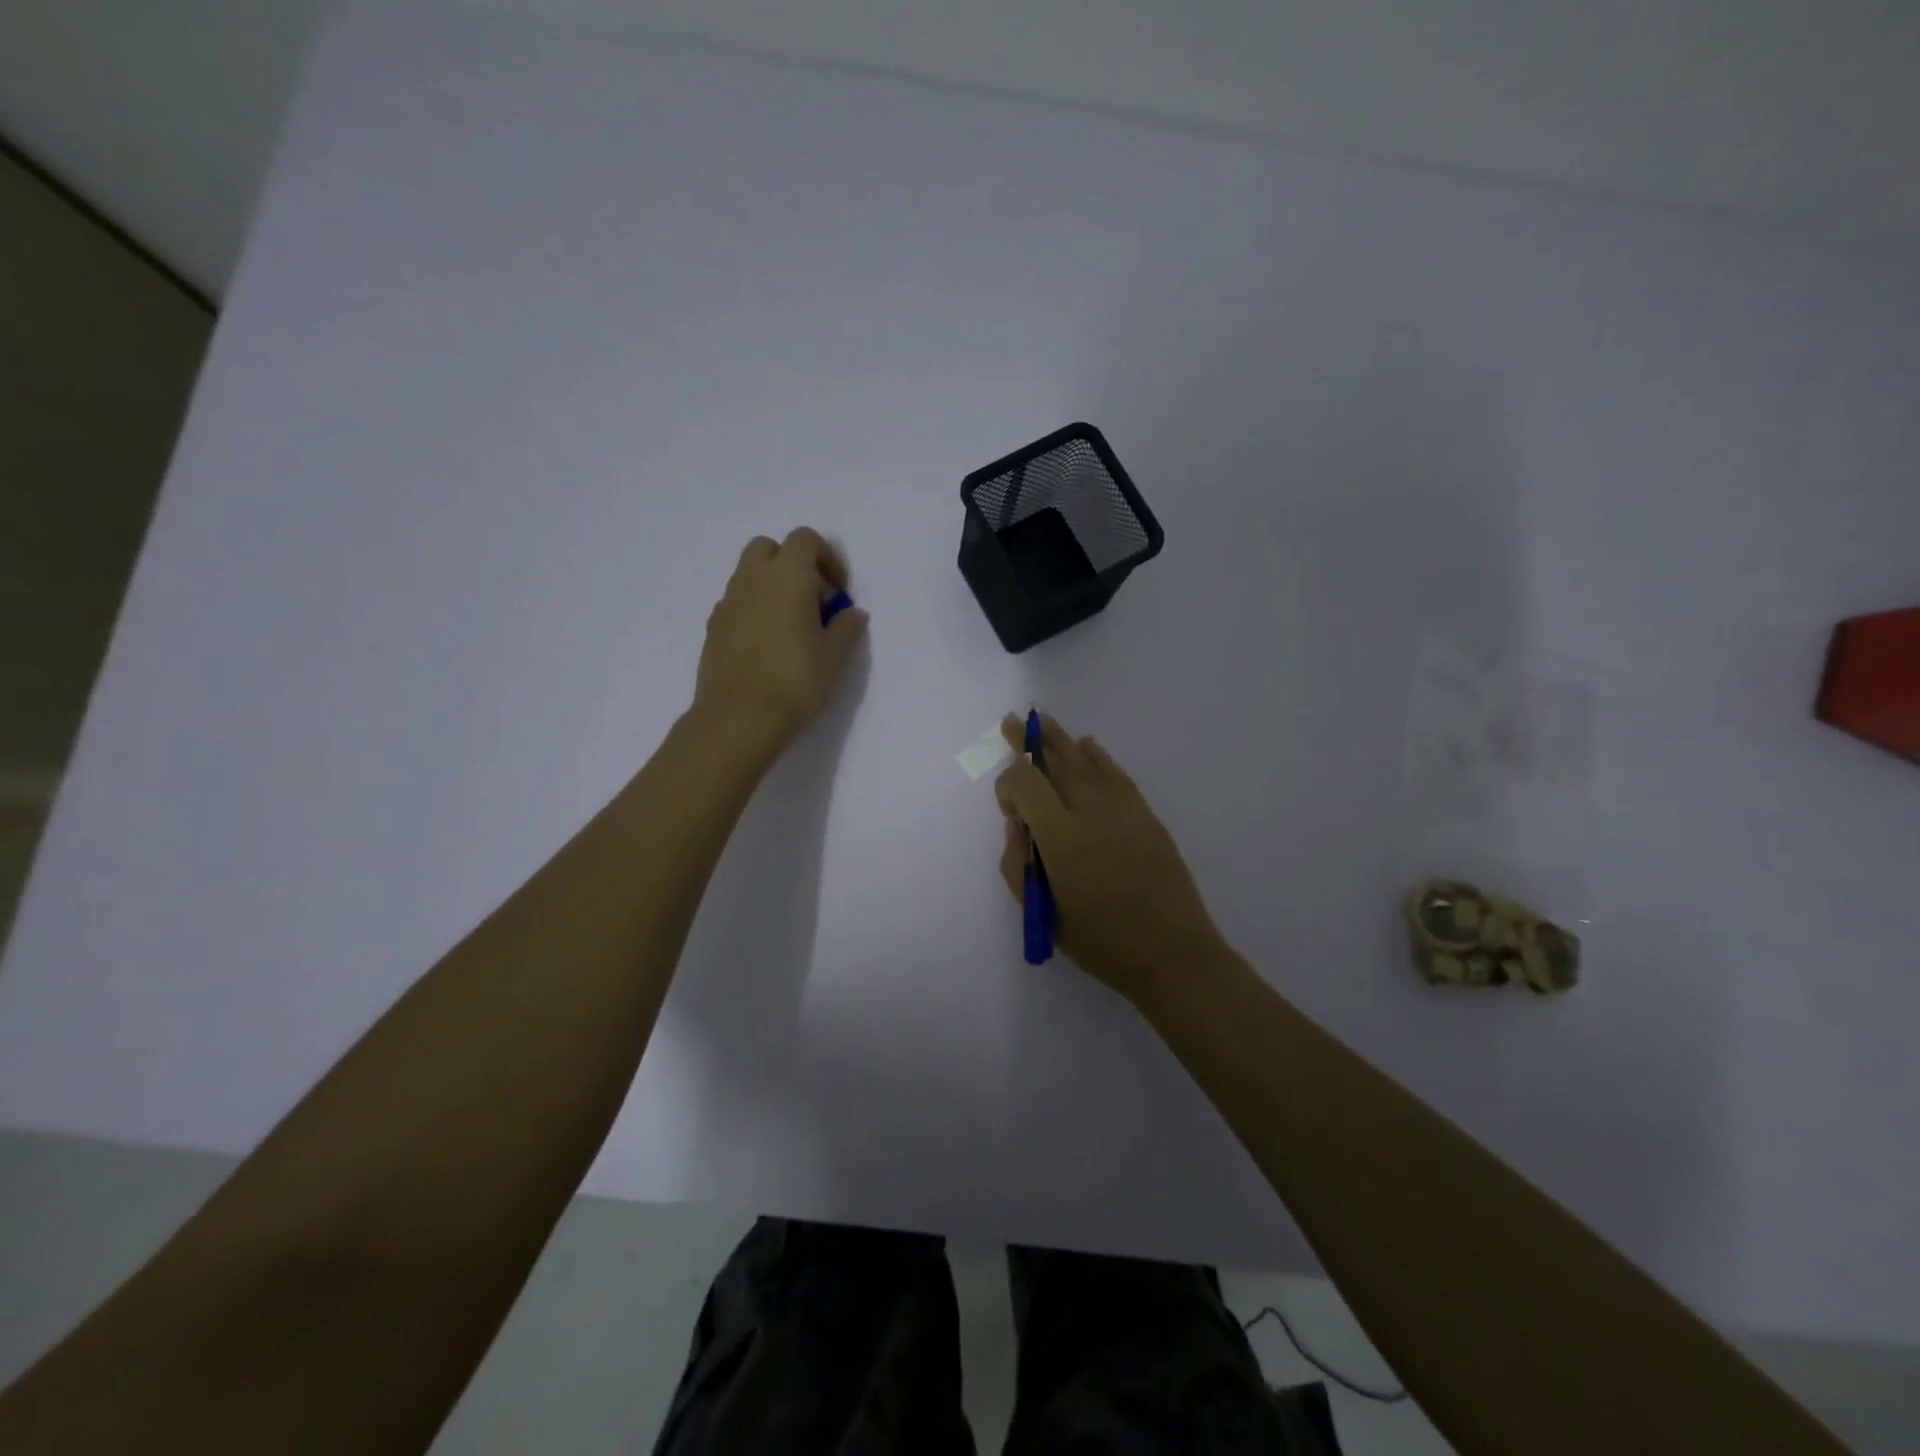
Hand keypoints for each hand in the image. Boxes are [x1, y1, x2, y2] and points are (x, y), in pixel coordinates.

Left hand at [693, 528, 868, 756]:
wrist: (739, 717)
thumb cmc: (796, 679)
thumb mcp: (835, 655)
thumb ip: (847, 626)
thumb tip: (852, 612)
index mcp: (788, 574)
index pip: (806, 539)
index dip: (828, 559)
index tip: (838, 594)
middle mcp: (753, 578)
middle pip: (769, 548)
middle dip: (792, 564)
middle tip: (812, 600)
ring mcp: (728, 601)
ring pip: (749, 575)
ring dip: (771, 587)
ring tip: (791, 627)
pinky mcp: (713, 627)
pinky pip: (737, 603)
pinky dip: (753, 610)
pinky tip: (766, 646)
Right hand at [994, 713, 1228, 1006]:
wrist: (1172, 953)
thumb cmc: (1100, 941)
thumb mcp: (1042, 912)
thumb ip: (1018, 863)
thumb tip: (1019, 825)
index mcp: (1062, 837)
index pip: (1025, 783)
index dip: (1008, 785)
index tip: (1010, 812)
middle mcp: (1091, 811)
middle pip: (1056, 759)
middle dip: (1031, 741)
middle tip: (1015, 722)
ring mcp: (1123, 808)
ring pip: (1086, 760)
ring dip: (1062, 740)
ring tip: (1044, 722)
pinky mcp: (1145, 813)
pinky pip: (1116, 772)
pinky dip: (1098, 756)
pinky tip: (1088, 746)